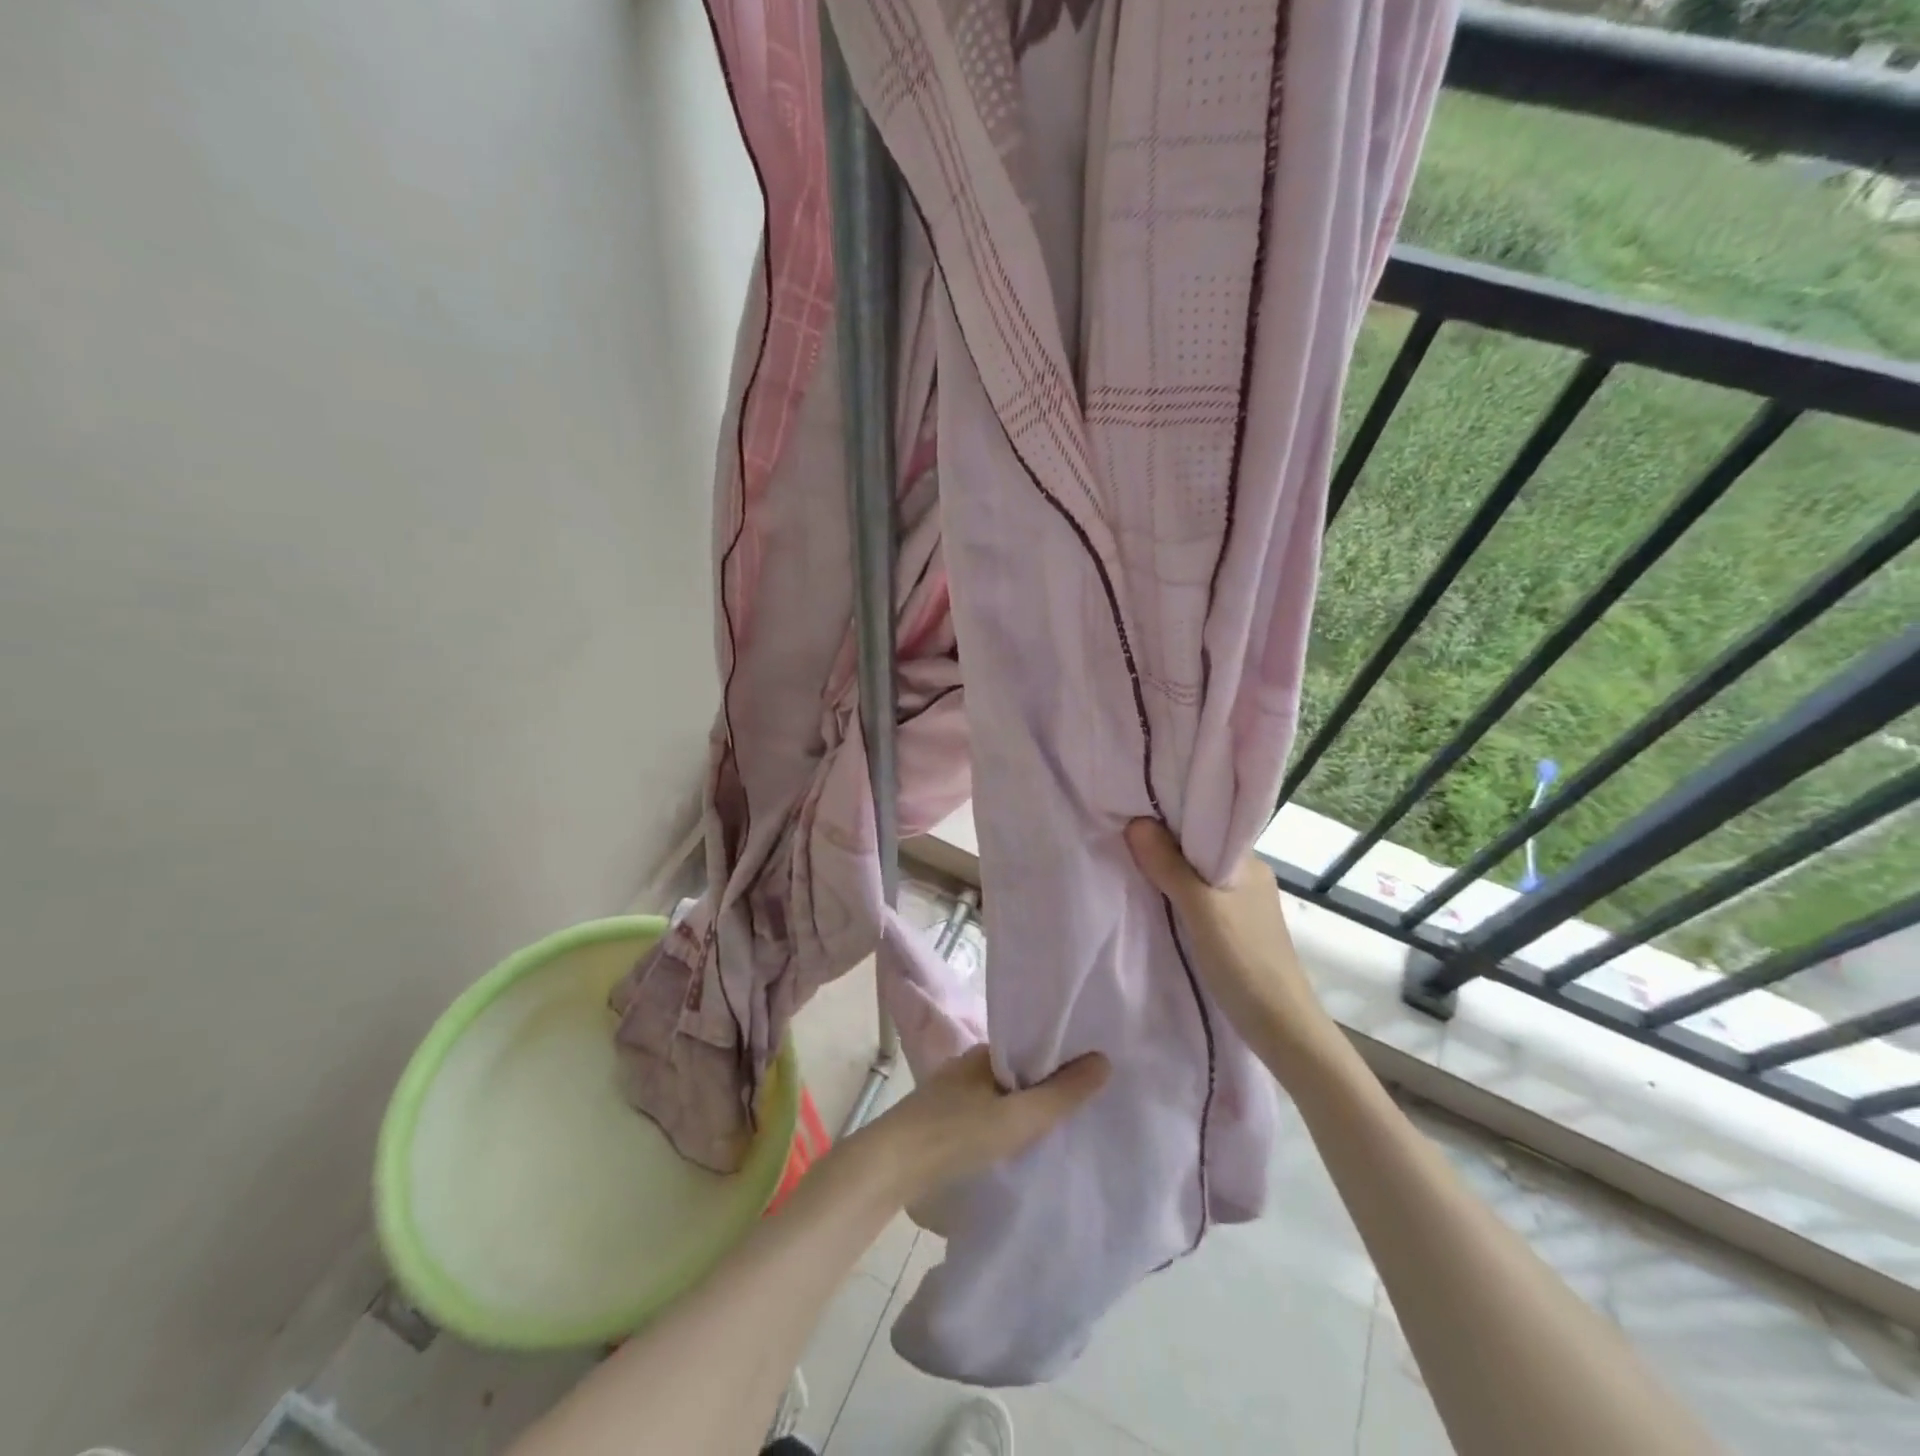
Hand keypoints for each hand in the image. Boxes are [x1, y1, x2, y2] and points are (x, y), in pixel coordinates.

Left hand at [866, 1045, 1109, 1200]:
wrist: (891, 1166)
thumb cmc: (957, 1134)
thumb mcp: (1018, 1117)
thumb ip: (1062, 1094)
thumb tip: (1105, 1059)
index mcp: (984, 1053)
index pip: (1031, 1047)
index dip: (1060, 1058)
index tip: (1090, 1074)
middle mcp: (967, 1065)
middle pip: (1016, 1072)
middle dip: (1044, 1085)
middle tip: (1081, 1107)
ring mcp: (950, 1093)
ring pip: (998, 1095)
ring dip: (1022, 1107)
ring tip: (1054, 1128)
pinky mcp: (939, 1120)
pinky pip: (983, 1114)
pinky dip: (1002, 1123)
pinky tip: (1014, 1144)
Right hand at [1126, 818, 1338, 1077]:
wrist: (1282, 1028)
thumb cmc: (1244, 962)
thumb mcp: (1201, 910)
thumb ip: (1170, 867)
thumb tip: (1136, 821)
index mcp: (1248, 863)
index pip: (1207, 824)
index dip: (1171, 816)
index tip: (1133, 810)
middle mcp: (1248, 877)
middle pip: (1198, 850)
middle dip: (1164, 845)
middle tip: (1122, 838)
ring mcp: (1243, 906)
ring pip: (1197, 876)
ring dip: (1169, 873)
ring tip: (1131, 866)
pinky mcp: (1235, 931)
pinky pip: (1199, 900)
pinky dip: (1177, 897)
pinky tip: (1155, 902)